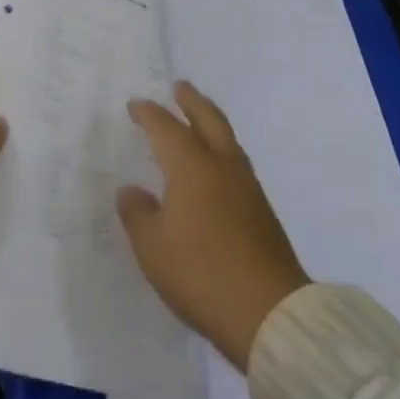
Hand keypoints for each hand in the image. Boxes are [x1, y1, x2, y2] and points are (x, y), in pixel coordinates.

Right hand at [117, 81, 309, 370]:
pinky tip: (215, 164)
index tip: (136, 105)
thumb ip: (138, 214)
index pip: (165, 127)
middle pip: (207, 118)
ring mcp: (246, 185)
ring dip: (210, 120)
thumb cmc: (201, 273)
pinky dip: (221, 147)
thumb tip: (130, 190)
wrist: (269, 312)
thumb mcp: (153, 248)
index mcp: (191, 166)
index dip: (149, 114)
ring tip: (198, 118)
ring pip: (226, 137)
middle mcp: (221, 164)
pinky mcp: (261, 208)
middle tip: (179, 86)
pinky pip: (236, 160)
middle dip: (191, 100)